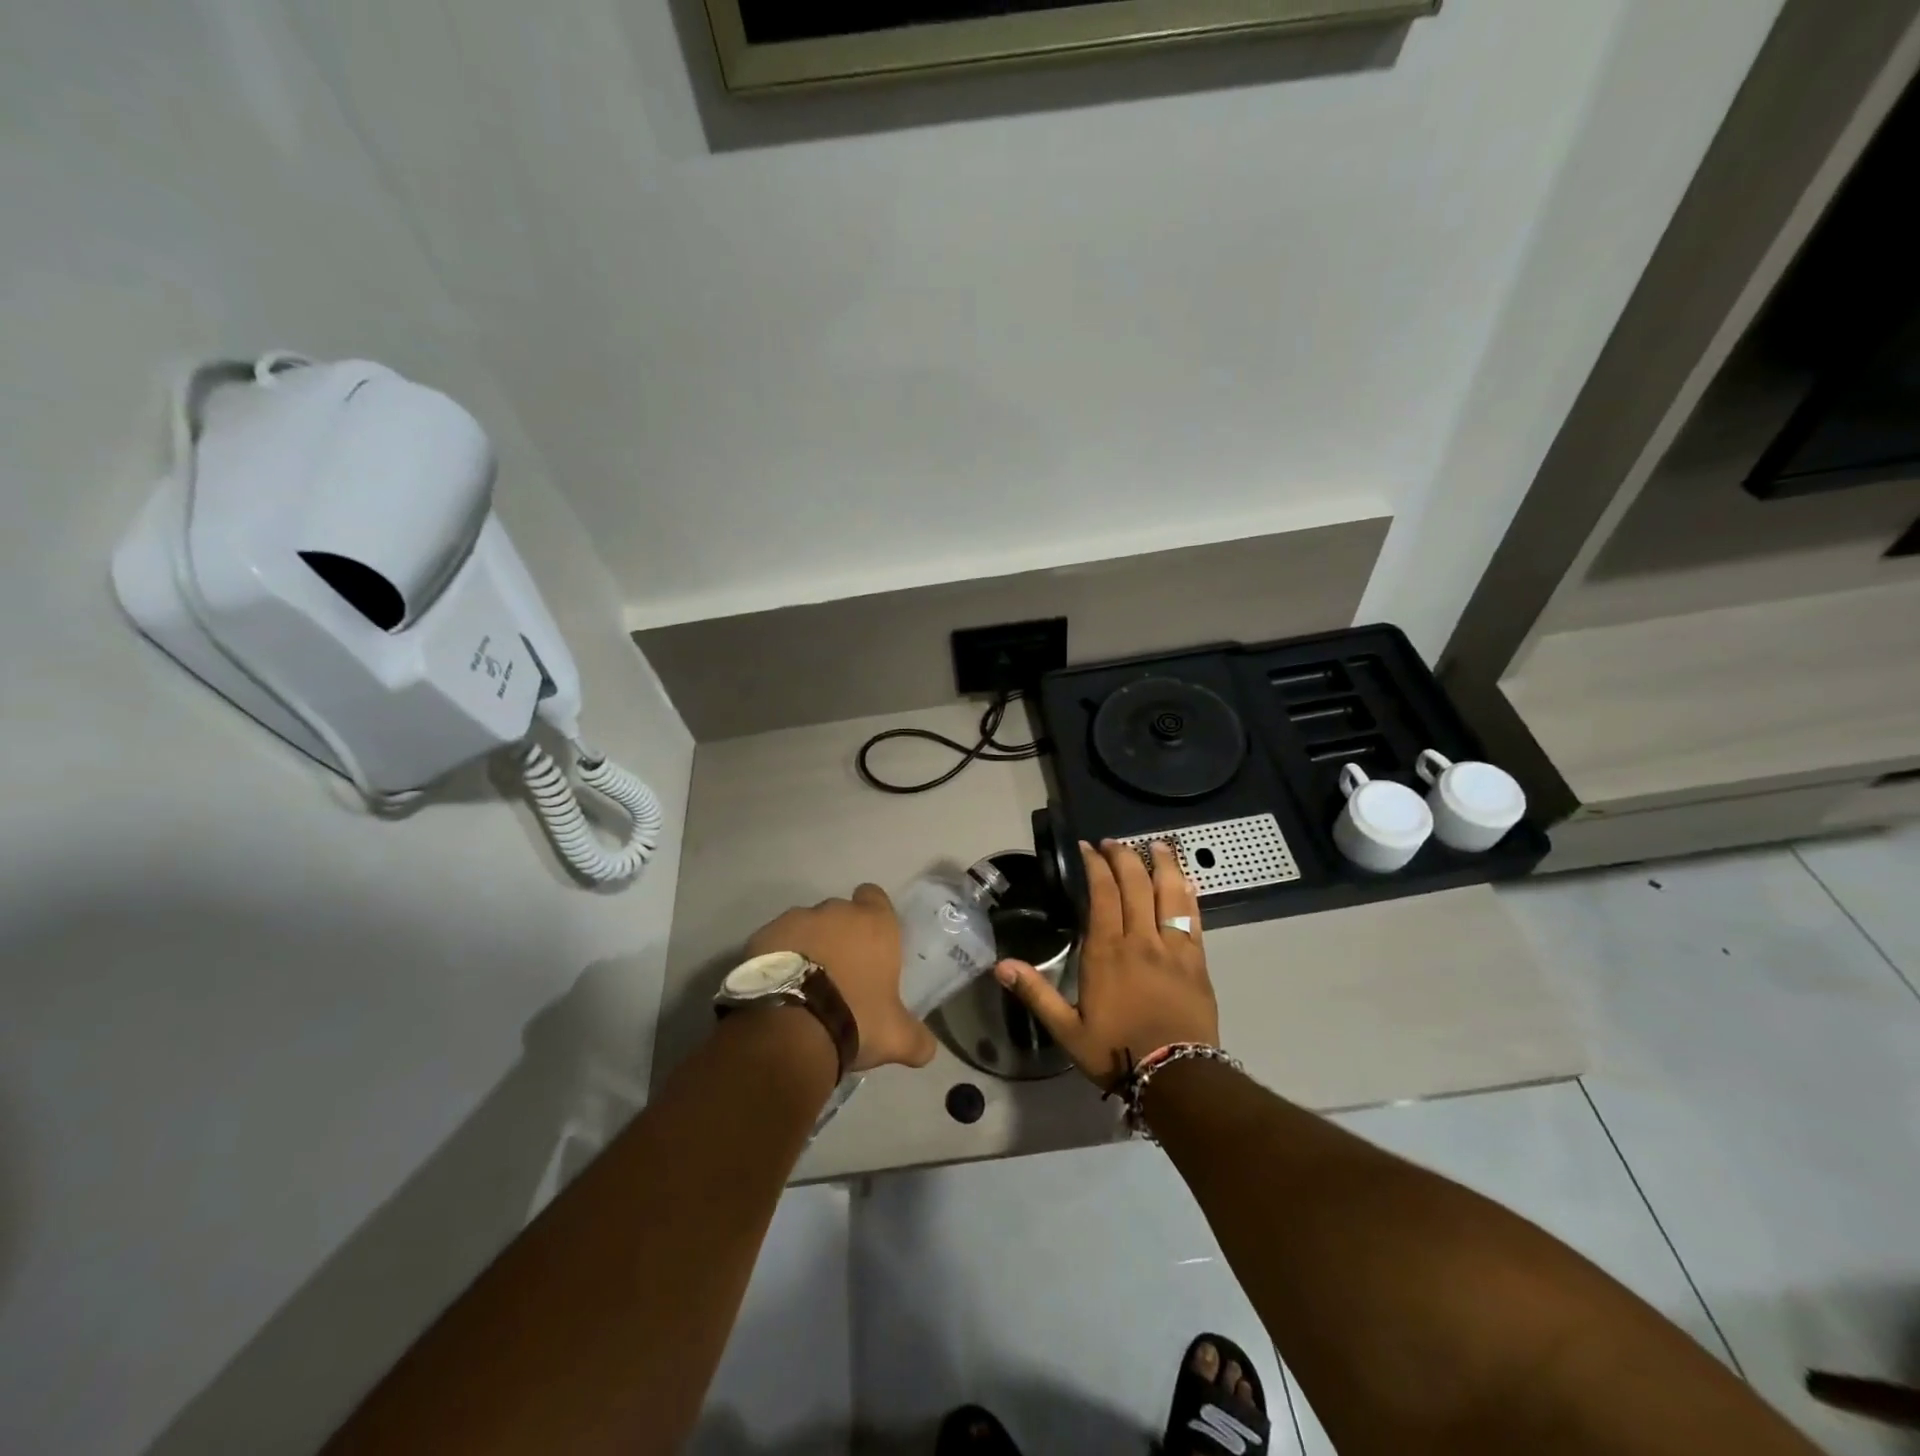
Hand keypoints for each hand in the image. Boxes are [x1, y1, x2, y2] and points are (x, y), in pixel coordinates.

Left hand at [746, 885, 937, 1073]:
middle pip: (839, 913)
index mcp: (874, 924)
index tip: (870, 939)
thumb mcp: (895, 1037)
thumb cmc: (855, 1018)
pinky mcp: (762, 936)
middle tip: (840, 971)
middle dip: (839, 935)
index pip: (875, 896)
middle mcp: (836, 912)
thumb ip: (917, 1039)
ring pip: (805, 925)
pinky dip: (778, 957)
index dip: (873, 913)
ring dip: (807, 945)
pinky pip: (775, 941)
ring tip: (804, 983)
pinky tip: (778, 987)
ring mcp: (796, 920)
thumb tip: (929, 1050)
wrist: (791, 1027)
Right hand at [995, 840, 1219, 1089]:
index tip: (1088, 848)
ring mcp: (1173, 948)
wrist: (1177, 1077)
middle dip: (1124, 857)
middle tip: (1114, 842)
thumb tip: (1000, 965)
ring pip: (1168, 894)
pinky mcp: (1197, 961)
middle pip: (1135, 885)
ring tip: (1156, 844)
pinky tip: (1187, 881)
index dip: (1095, 866)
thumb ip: (1036, 993)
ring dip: (1162, 865)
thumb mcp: (1067, 1029)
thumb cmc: (1117, 1052)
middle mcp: (1140, 940)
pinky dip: (1188, 895)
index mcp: (1107, 952)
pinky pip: (1193, 918)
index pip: (1102, 894)